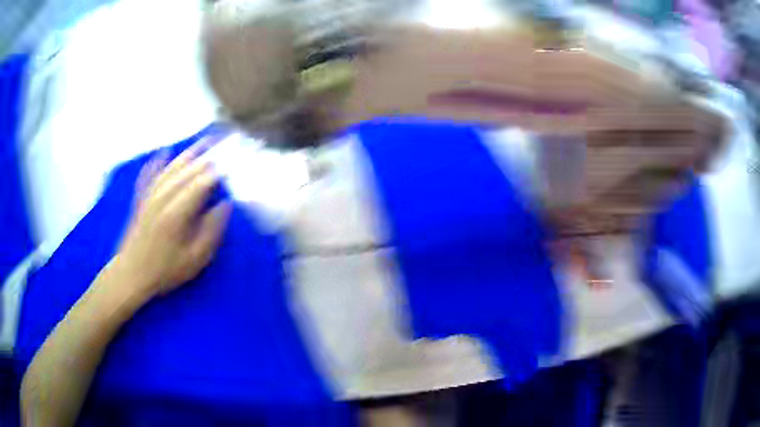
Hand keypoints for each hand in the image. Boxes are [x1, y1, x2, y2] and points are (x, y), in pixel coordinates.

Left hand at [114, 141, 231, 300]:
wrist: (131, 274)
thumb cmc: (165, 271)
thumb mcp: (195, 259)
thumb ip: (211, 231)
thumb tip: (225, 204)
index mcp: (178, 212)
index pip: (202, 183)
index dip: (219, 171)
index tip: (234, 163)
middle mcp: (163, 197)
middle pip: (188, 171)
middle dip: (208, 157)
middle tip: (225, 145)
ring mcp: (150, 196)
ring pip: (171, 168)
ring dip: (188, 154)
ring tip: (203, 142)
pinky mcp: (141, 198)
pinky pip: (150, 174)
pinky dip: (157, 161)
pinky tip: (163, 152)